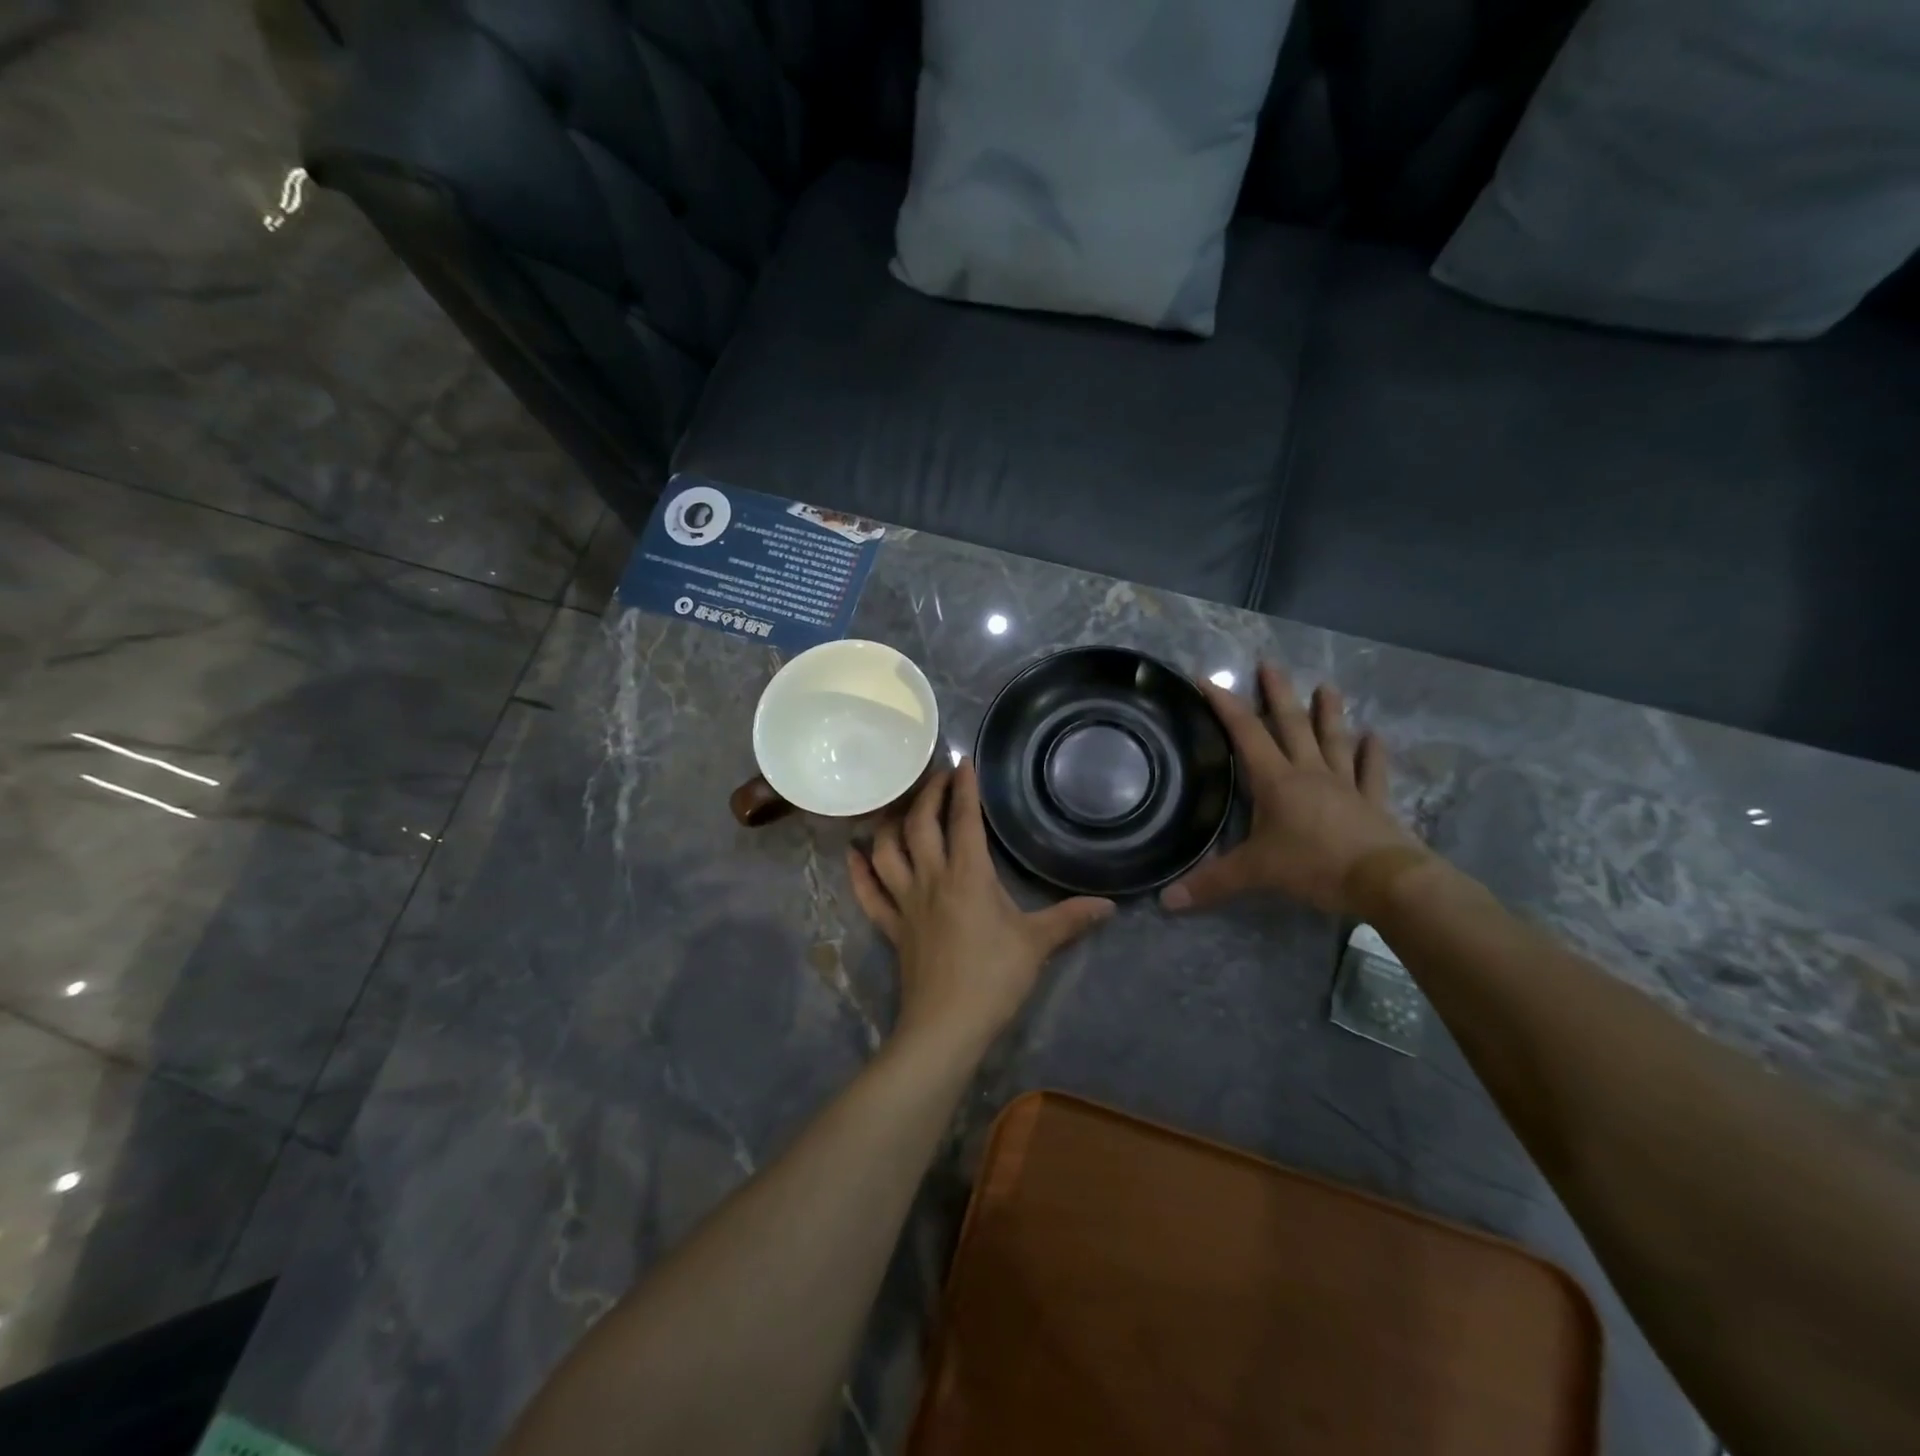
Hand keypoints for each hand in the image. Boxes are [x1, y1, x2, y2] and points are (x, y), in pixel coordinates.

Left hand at [848, 762, 1113, 1054]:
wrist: (946, 1026)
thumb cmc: (993, 979)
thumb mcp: (1037, 944)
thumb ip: (1070, 919)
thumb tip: (1109, 905)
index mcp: (968, 875)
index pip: (964, 820)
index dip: (964, 788)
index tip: (964, 761)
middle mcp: (931, 878)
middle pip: (920, 824)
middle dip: (928, 794)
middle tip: (937, 776)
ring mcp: (905, 902)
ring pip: (887, 850)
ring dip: (890, 823)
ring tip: (900, 807)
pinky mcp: (891, 926)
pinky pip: (868, 893)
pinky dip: (858, 871)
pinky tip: (854, 853)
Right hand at [1161, 663, 1425, 917]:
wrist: (1385, 881)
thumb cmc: (1314, 866)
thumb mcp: (1255, 874)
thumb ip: (1211, 883)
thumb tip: (1165, 901)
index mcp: (1276, 781)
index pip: (1246, 734)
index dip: (1225, 706)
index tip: (1208, 679)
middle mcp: (1309, 773)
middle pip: (1291, 725)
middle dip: (1278, 694)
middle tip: (1270, 664)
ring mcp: (1345, 785)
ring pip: (1333, 740)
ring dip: (1329, 713)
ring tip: (1327, 685)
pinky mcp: (1373, 802)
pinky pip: (1372, 773)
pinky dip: (1373, 754)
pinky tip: (1376, 736)